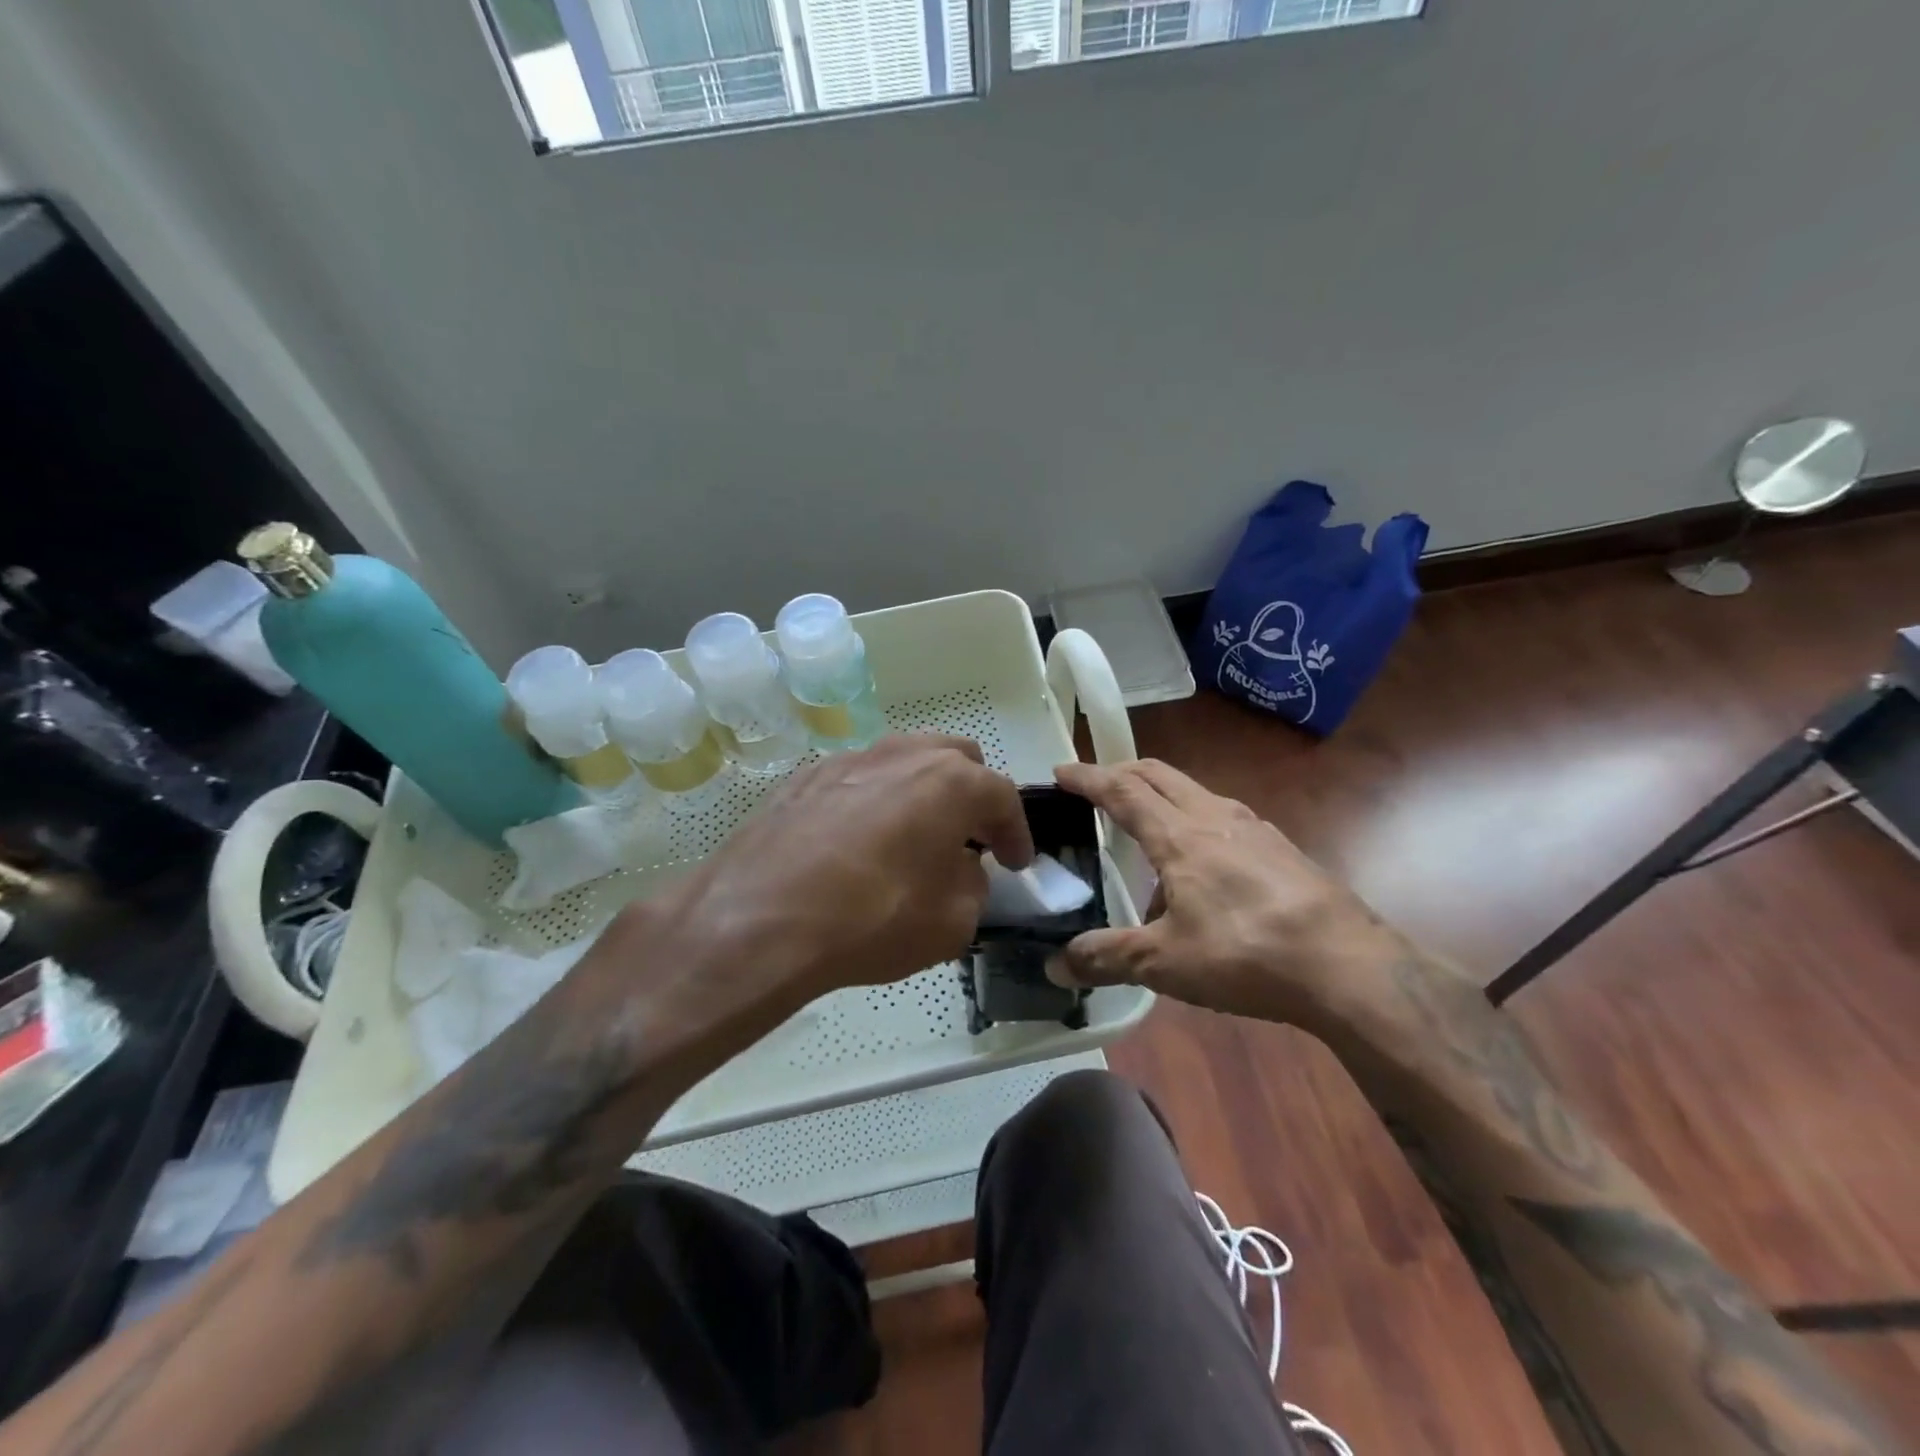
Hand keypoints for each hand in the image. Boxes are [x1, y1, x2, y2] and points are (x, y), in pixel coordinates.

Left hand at [602, 735, 1032, 1039]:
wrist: (759, 920)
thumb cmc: (872, 919)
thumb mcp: (952, 922)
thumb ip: (973, 886)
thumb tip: (962, 870)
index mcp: (950, 781)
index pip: (1002, 796)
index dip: (1016, 832)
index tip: (1017, 863)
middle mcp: (902, 754)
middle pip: (955, 759)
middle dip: (972, 796)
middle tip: (969, 839)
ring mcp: (848, 759)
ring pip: (903, 761)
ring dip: (921, 793)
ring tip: (914, 837)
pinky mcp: (803, 777)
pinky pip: (858, 779)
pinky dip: (874, 801)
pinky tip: (858, 843)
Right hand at [1049, 759, 1404, 1028]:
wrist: (1349, 966)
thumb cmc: (1245, 954)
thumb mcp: (1164, 962)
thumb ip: (1107, 958)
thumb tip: (1054, 965)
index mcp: (1179, 836)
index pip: (1122, 791)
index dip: (1088, 778)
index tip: (1061, 770)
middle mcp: (1215, 818)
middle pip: (1160, 775)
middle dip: (1123, 772)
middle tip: (1098, 785)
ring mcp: (1255, 829)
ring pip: (1196, 793)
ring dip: (1163, 796)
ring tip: (1150, 832)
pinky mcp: (1283, 849)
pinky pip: (1226, 819)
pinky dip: (1198, 823)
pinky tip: (1206, 869)